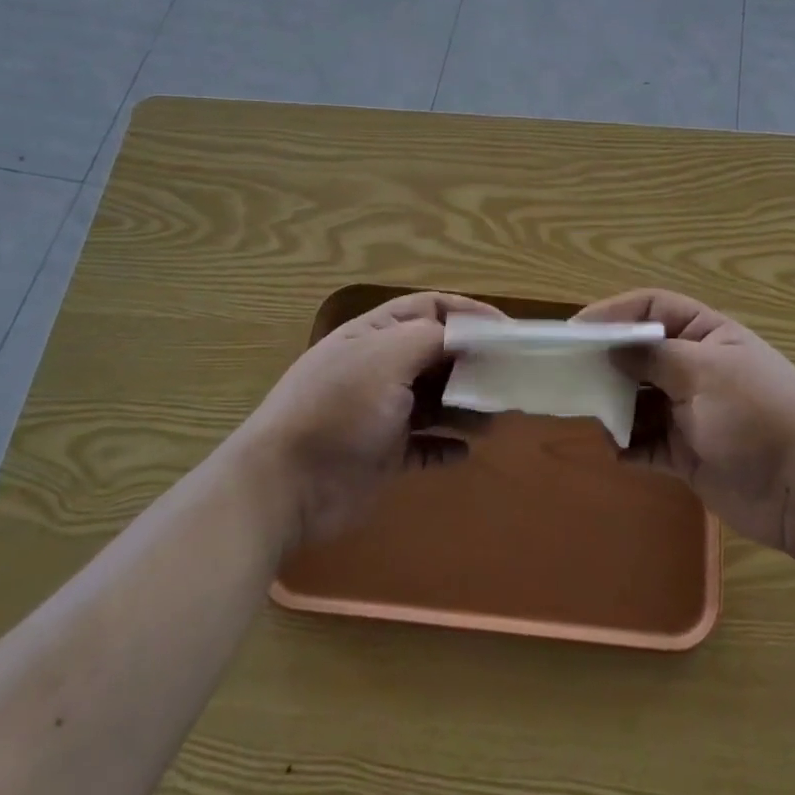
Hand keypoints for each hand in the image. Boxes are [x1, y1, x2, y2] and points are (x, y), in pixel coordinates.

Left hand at [237, 291, 500, 549]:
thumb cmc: (340, 408)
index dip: (469, 313)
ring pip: (435, 400)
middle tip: (508, 377)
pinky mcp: (383, 455)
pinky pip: (424, 445)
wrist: (285, 486)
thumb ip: (431, 338)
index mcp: (375, 334)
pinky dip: (446, 446)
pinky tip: (465, 452)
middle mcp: (379, 368)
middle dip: (473, 362)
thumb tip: (464, 335)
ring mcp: (380, 413)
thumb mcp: (387, 356)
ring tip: (493, 419)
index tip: (507, 330)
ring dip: (465, 407)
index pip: (429, 308)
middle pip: (436, 354)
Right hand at [575, 289, 794, 554]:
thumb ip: (654, 357)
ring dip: (613, 405)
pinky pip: (646, 442)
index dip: (615, 313)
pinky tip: (612, 449)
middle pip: (640, 354)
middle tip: (567, 372)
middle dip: (606, 361)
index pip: (654, 309)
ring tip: (584, 412)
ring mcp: (690, 412)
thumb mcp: (705, 372)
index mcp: (707, 336)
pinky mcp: (687, 453)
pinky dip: (627, 444)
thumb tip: (611, 348)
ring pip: (638, 399)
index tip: (576, 330)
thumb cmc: (757, 415)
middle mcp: (695, 368)